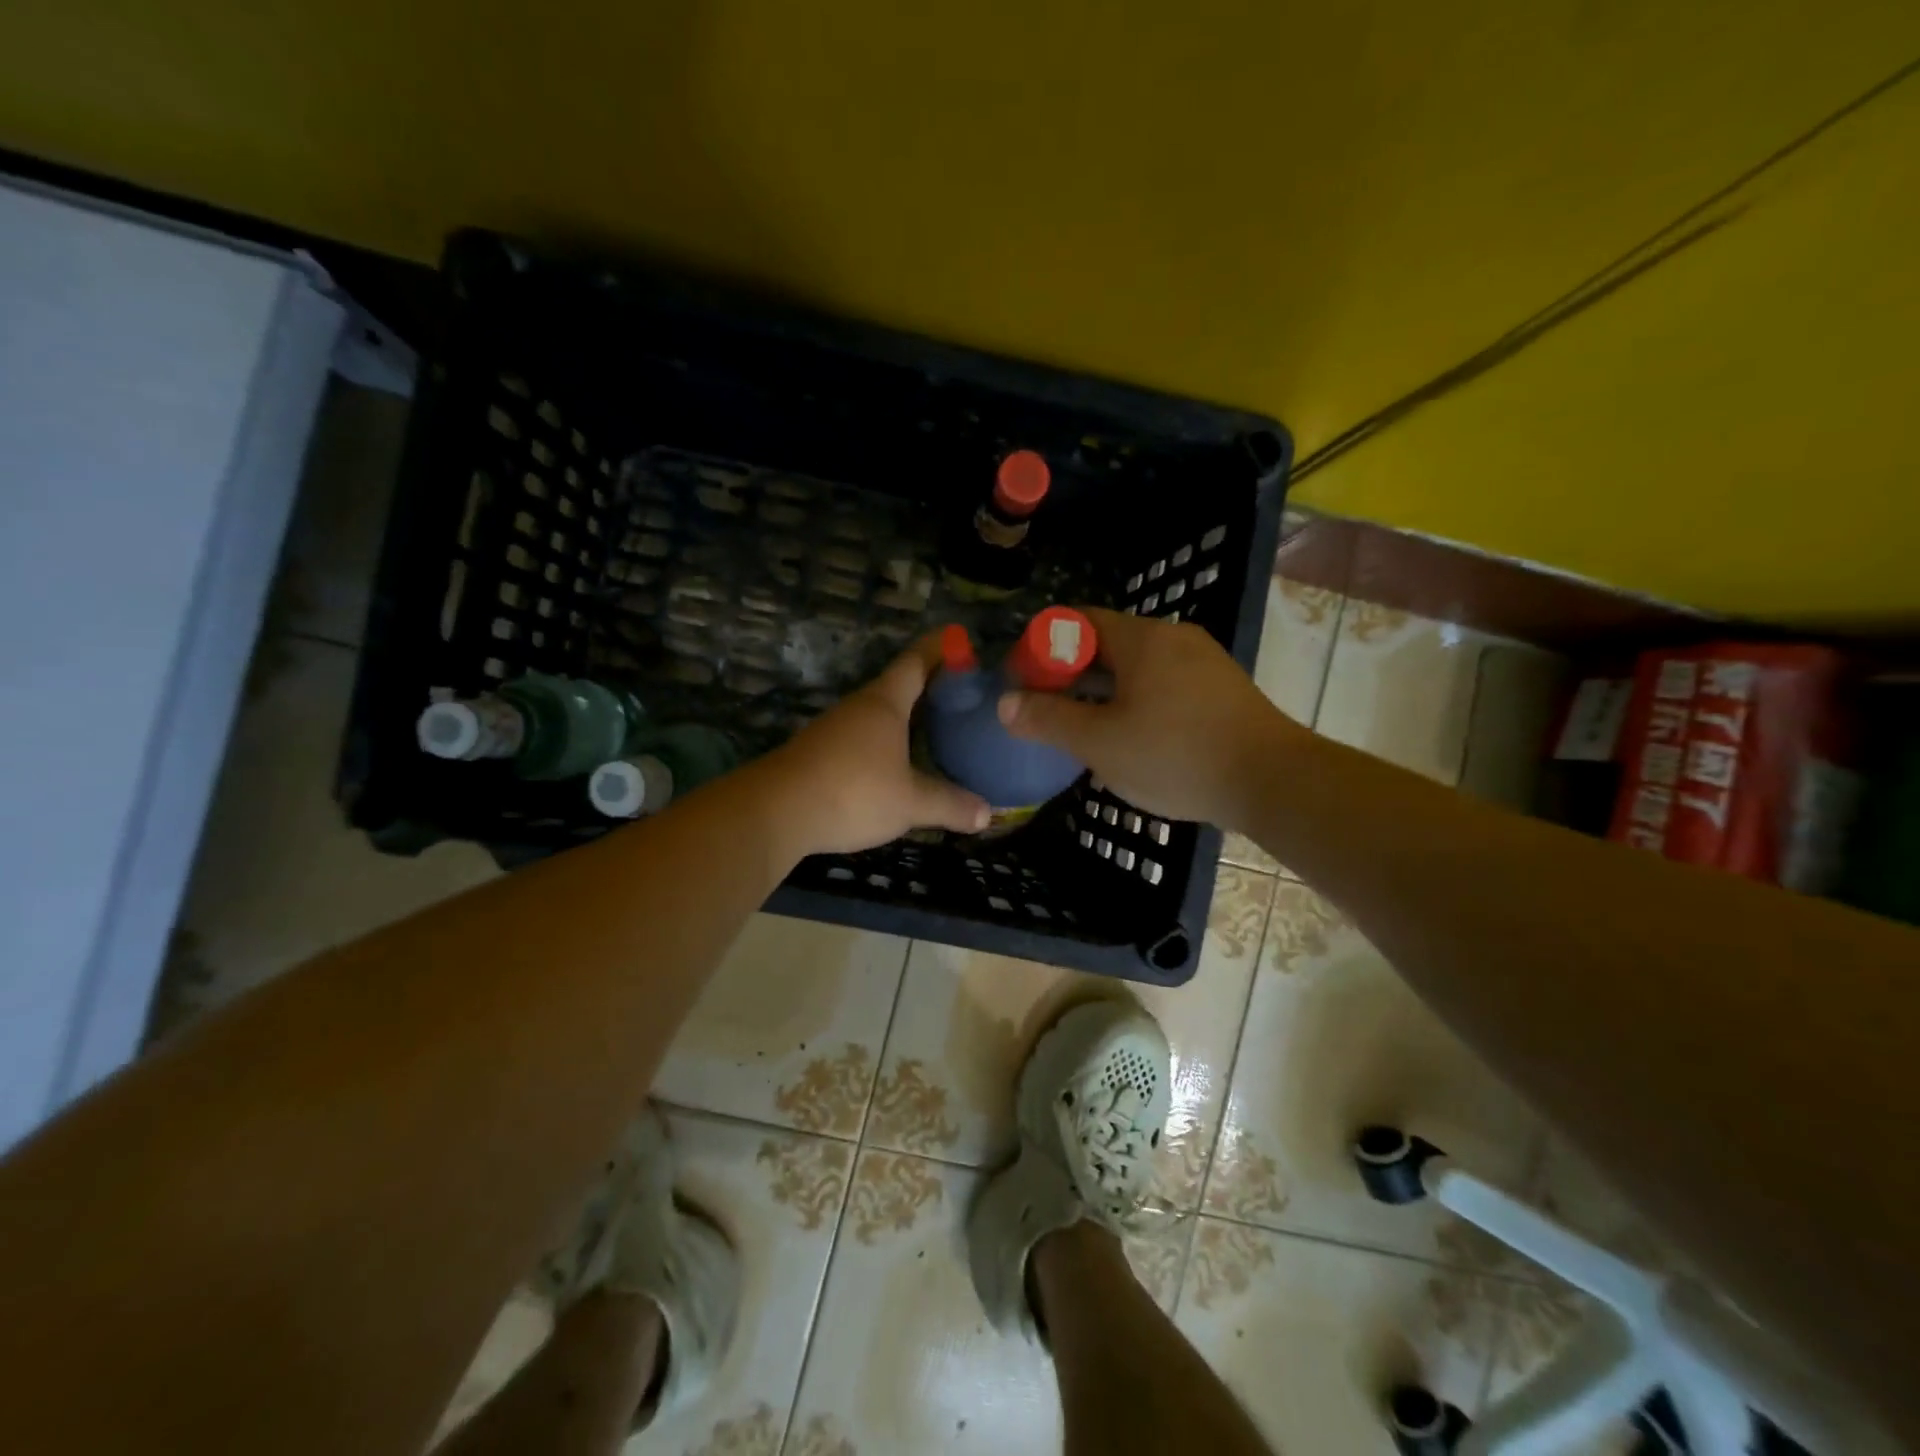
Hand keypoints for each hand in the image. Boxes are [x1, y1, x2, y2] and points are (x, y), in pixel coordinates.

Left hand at [756, 636, 991, 857]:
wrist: (775, 812)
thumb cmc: (853, 792)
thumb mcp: (910, 803)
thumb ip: (949, 804)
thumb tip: (987, 814)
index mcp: (884, 703)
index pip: (916, 662)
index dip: (939, 648)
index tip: (959, 638)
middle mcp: (859, 707)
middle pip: (897, 685)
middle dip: (927, 684)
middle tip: (960, 691)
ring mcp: (834, 729)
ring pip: (877, 713)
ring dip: (904, 715)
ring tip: (933, 726)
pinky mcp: (818, 753)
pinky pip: (861, 737)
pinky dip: (884, 741)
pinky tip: (895, 761)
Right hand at [997, 606, 1296, 826]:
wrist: (1273, 781)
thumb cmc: (1176, 755)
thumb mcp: (1100, 742)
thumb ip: (1049, 719)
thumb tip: (1005, 702)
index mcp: (1141, 638)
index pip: (1077, 620)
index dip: (1042, 646)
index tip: (1024, 681)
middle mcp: (1174, 637)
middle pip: (1107, 643)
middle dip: (1071, 673)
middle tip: (1048, 710)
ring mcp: (1204, 662)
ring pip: (1138, 667)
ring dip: (1104, 691)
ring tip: (1085, 729)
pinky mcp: (1222, 690)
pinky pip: (1165, 684)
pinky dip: (1137, 701)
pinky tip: (1133, 739)